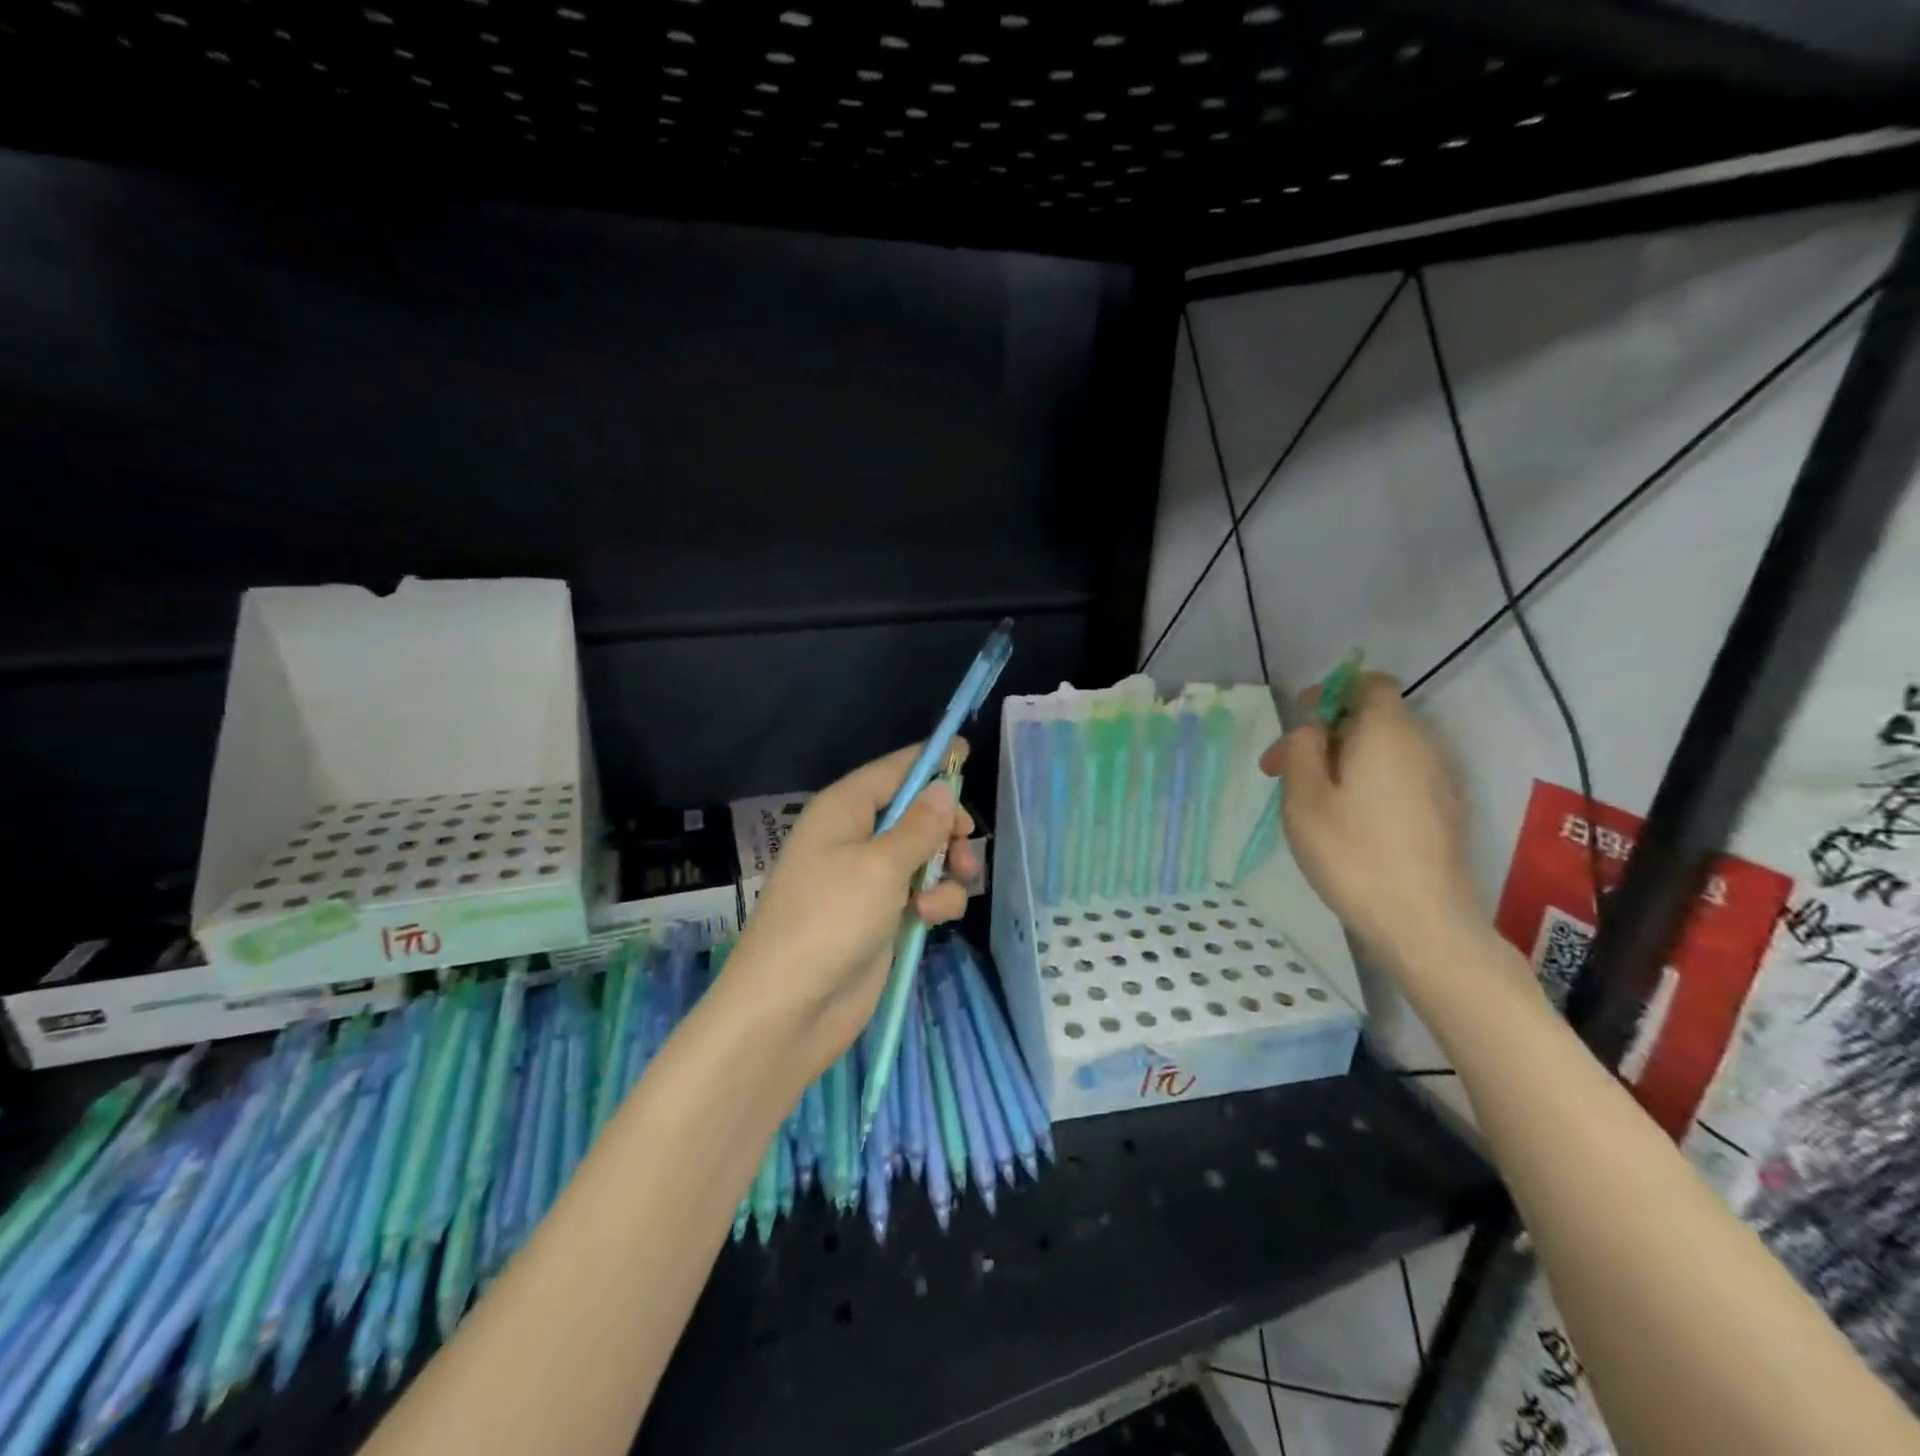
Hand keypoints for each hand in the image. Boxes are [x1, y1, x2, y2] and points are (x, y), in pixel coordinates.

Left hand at [723, 742, 977, 1084]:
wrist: (790, 1008)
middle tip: (965, 842)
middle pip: (915, 812)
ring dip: (945, 869)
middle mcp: (855, 837)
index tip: (966, 750)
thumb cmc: (830, 920)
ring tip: (943, 891)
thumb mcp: (881, 865)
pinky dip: (934, 901)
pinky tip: (928, 919)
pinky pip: (921, 893)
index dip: (929, 760)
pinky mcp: (881, 916)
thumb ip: (920, 826)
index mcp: (844, 809)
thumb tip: (943, 789)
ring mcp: (868, 879)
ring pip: (925, 856)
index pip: (893, 770)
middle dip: (946, 827)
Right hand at [1262, 673, 1480, 971]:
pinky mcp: (1443, 813)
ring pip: (1384, 751)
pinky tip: (1344, 823)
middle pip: (1373, 718)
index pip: (1370, 684)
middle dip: (1325, 734)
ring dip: (1343, 762)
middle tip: (1282, 771)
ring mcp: (1438, 782)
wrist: (1422, 922)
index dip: (1331, 693)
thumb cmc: (1352, 852)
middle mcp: (1421, 746)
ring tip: (1308, 800)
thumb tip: (1312, 728)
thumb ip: (1302, 749)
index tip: (1298, 724)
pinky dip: (1367, 784)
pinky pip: (1399, 778)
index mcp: (1387, 732)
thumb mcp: (1304, 797)